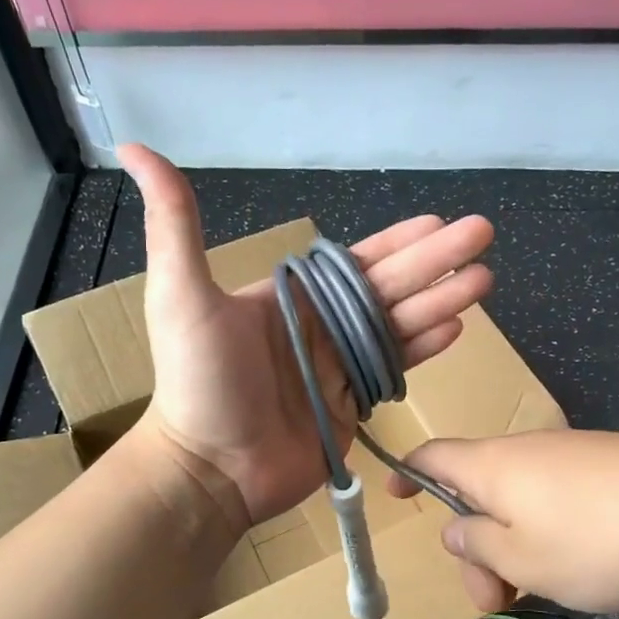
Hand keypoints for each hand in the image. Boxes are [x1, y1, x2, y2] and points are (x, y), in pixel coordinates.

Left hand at [123, 145, 493, 527]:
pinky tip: (455, 329)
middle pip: (389, 287)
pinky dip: (423, 349)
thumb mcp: (180, 295)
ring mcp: (338, 368)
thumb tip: (135, 148)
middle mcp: (321, 327)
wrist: (211, 470)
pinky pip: (394, 370)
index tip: (437, 219)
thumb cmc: (198, 383)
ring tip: (484, 281)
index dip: (397, 240)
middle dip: (437, 261)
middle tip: (483, 234)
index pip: (355, 261)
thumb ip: (175, 224)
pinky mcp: (351, 407)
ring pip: (399, 325)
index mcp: (292, 298)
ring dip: (442, 300)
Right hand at [386, 431, 618, 613]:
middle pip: (479, 493)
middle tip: (495, 602)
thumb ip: (477, 543)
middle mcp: (527, 451)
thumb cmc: (594, 539)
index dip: (407, 474)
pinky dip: (550, 535)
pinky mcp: (611, 468)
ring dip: (515, 550)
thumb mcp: (521, 559)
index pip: (433, 457)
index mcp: (492, 467)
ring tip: (545, 594)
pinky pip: (559, 500)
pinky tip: (583, 569)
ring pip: (522, 503)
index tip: (395, 496)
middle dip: (477, 549)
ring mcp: (572, 456)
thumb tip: (456, 526)